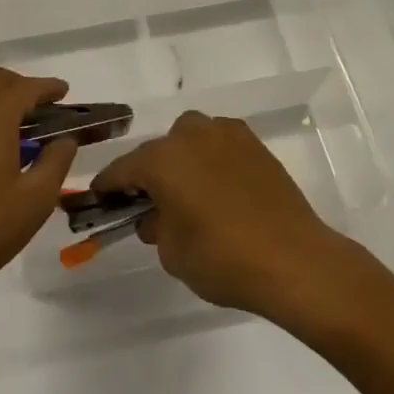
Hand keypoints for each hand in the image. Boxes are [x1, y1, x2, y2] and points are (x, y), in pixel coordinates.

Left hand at [0, 67, 77, 295]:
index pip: (24, 88)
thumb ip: (56, 162)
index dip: (47, 87)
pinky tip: (1, 150)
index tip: (64, 91)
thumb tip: (64, 140)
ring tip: (28, 130)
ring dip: (3, 101)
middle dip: (23, 86)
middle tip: (46, 108)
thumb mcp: (35, 199)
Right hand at [92, 111, 348, 316]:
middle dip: (149, 174)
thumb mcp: (173, 253)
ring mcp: (225, 134)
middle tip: (150, 204)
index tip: (100, 197)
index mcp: (162, 159)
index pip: (123, 169)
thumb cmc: (223, 258)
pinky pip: (219, 145)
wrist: (294, 259)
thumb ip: (155, 227)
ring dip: (182, 161)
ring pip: (190, 140)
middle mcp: (190, 135)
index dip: (108, 185)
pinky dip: (211, 160)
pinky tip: (219, 188)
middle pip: (158, 151)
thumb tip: (154, 215)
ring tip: (189, 194)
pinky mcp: (253, 143)